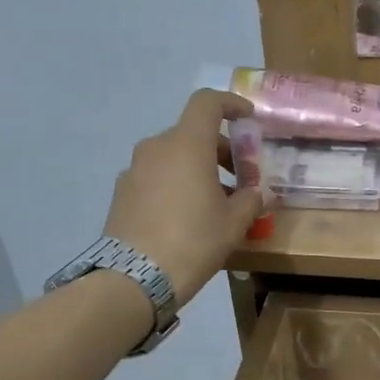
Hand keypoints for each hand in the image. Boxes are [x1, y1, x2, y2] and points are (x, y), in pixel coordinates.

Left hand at [104, 89, 263, 305]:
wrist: (135, 277)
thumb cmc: (193, 241)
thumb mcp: (233, 223)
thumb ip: (250, 200)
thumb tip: (257, 193)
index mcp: (187, 144)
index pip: (207, 102)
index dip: (231, 104)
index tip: (248, 119)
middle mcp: (157, 147)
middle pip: (192, 133)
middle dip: (220, 150)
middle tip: (240, 179)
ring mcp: (134, 169)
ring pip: (173, 157)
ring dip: (197, 170)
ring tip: (215, 203)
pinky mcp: (122, 192)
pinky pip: (156, 177)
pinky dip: (175, 185)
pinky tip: (186, 217)